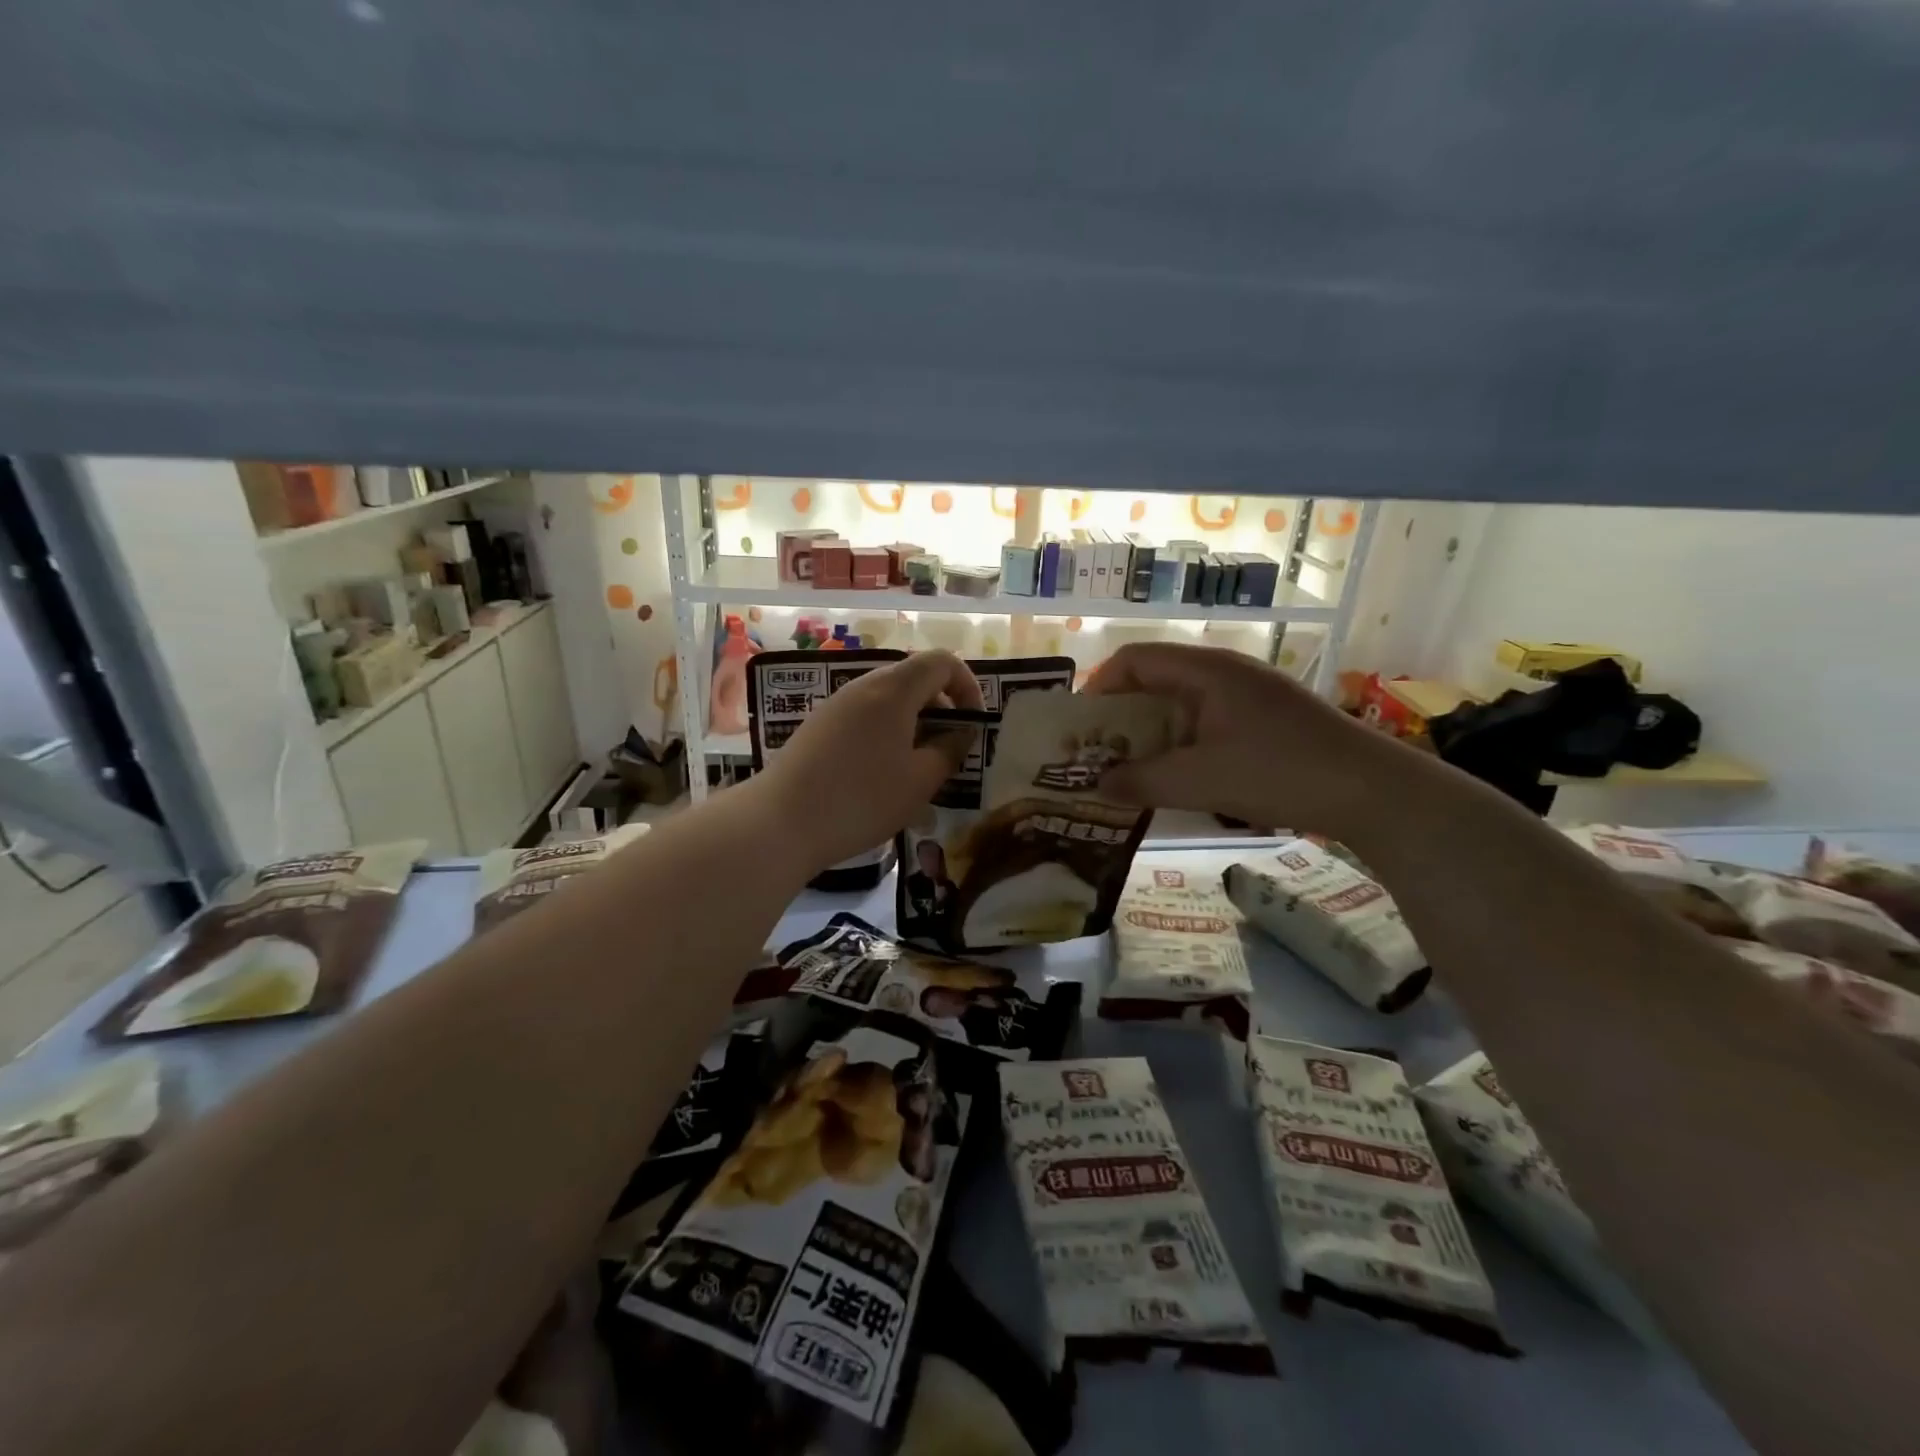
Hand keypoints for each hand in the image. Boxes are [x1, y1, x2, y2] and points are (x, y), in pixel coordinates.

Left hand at [755, 650, 984, 870]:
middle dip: (941, 706)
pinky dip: (886, 731)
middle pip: (914, 677)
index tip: (973, 723)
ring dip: (913, 721)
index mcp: (894, 690)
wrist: (780, 821)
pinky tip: (881, 773)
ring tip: (917, 765)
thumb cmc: (861, 799)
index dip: (967, 686)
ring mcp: (836, 704)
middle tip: (949, 748)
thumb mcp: (920, 781)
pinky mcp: (818, 725)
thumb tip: (960, 733)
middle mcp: (864, 685)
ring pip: (888, 698)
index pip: (942, 661)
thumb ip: (949, 750)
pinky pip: (864, 715)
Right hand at [1083, 643, 1420, 838]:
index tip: (1081, 729)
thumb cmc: (1280, 772)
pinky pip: (1205, 721)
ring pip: (1180, 704)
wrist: (1373, 790)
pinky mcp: (1265, 718)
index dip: (1098, 688)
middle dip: (1120, 717)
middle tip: (1099, 755)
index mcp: (1205, 671)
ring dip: (1150, 735)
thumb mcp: (1200, 781)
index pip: (1133, 660)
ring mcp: (1248, 694)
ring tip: (1132, 771)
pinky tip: (1179, 777)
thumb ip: (1141, 782)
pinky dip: (1180, 744)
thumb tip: (1097, 787)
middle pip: (1154, 680)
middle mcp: (1224, 672)